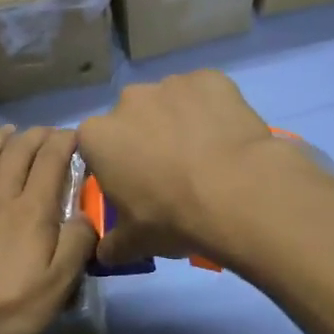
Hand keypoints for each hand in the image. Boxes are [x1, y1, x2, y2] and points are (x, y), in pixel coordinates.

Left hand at [0, 125, 96, 333]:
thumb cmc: (10, 308)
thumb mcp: (60, 283)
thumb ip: (77, 243)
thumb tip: (85, 216)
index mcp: (31, 211)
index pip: (51, 162)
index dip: (64, 142)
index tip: (75, 134)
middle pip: (17, 154)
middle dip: (34, 136)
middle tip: (46, 131)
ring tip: (6, 130)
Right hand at [77, 72, 306, 267]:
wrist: (237, 192)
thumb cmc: (173, 217)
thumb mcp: (136, 242)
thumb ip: (113, 244)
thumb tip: (104, 254)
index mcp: (98, 136)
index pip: (96, 148)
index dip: (114, 167)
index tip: (134, 186)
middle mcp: (128, 100)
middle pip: (132, 120)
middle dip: (145, 139)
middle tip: (172, 173)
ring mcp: (171, 84)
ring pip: (170, 104)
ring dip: (180, 123)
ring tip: (207, 157)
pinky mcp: (210, 79)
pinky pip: (206, 94)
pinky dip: (213, 110)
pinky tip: (228, 137)